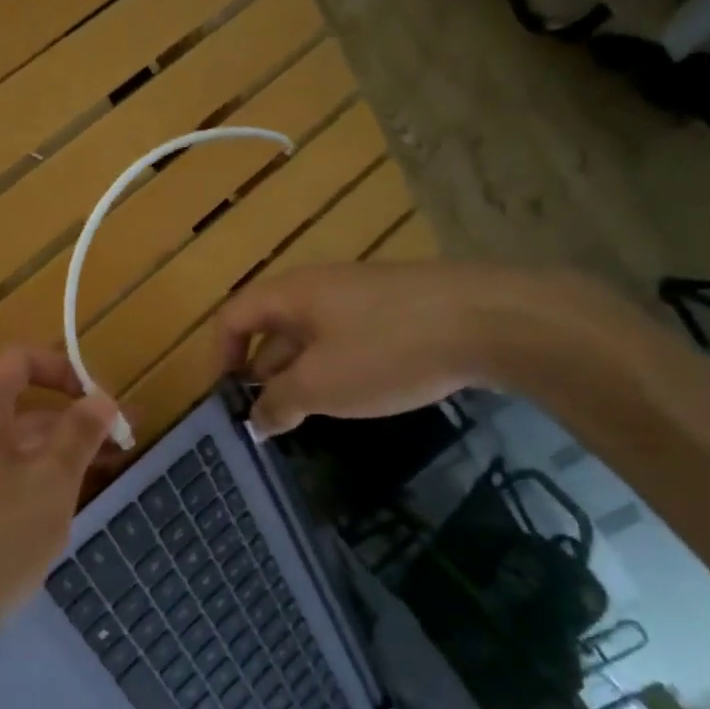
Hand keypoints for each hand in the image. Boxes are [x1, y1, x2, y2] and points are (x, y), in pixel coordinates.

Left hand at [0, 345, 120, 648]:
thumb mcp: (51, 482)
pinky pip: (1, 468)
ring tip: (112, 466)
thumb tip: (103, 398)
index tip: (105, 401)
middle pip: (21, 401)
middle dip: (75, 417)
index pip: (22, 359)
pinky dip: (37, 472)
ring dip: (62, 447)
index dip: (67, 371)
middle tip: (125, 439)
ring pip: (15, 440)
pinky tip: (72, 494)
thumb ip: (80, 432)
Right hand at [216, 262, 531, 435]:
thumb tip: (256, 421)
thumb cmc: (386, 350)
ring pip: (312, 334)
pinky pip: (348, 337)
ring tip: (305, 411)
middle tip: (265, 414)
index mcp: (291, 294)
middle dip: (261, 370)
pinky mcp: (398, 308)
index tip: (227, 397)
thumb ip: (279, 404)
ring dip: (299, 372)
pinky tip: (354, 395)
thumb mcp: (321, 385)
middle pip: (272, 325)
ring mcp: (362, 295)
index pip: (233, 316)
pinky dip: (335, 366)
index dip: (220, 355)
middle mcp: (320, 286)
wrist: (489, 320)